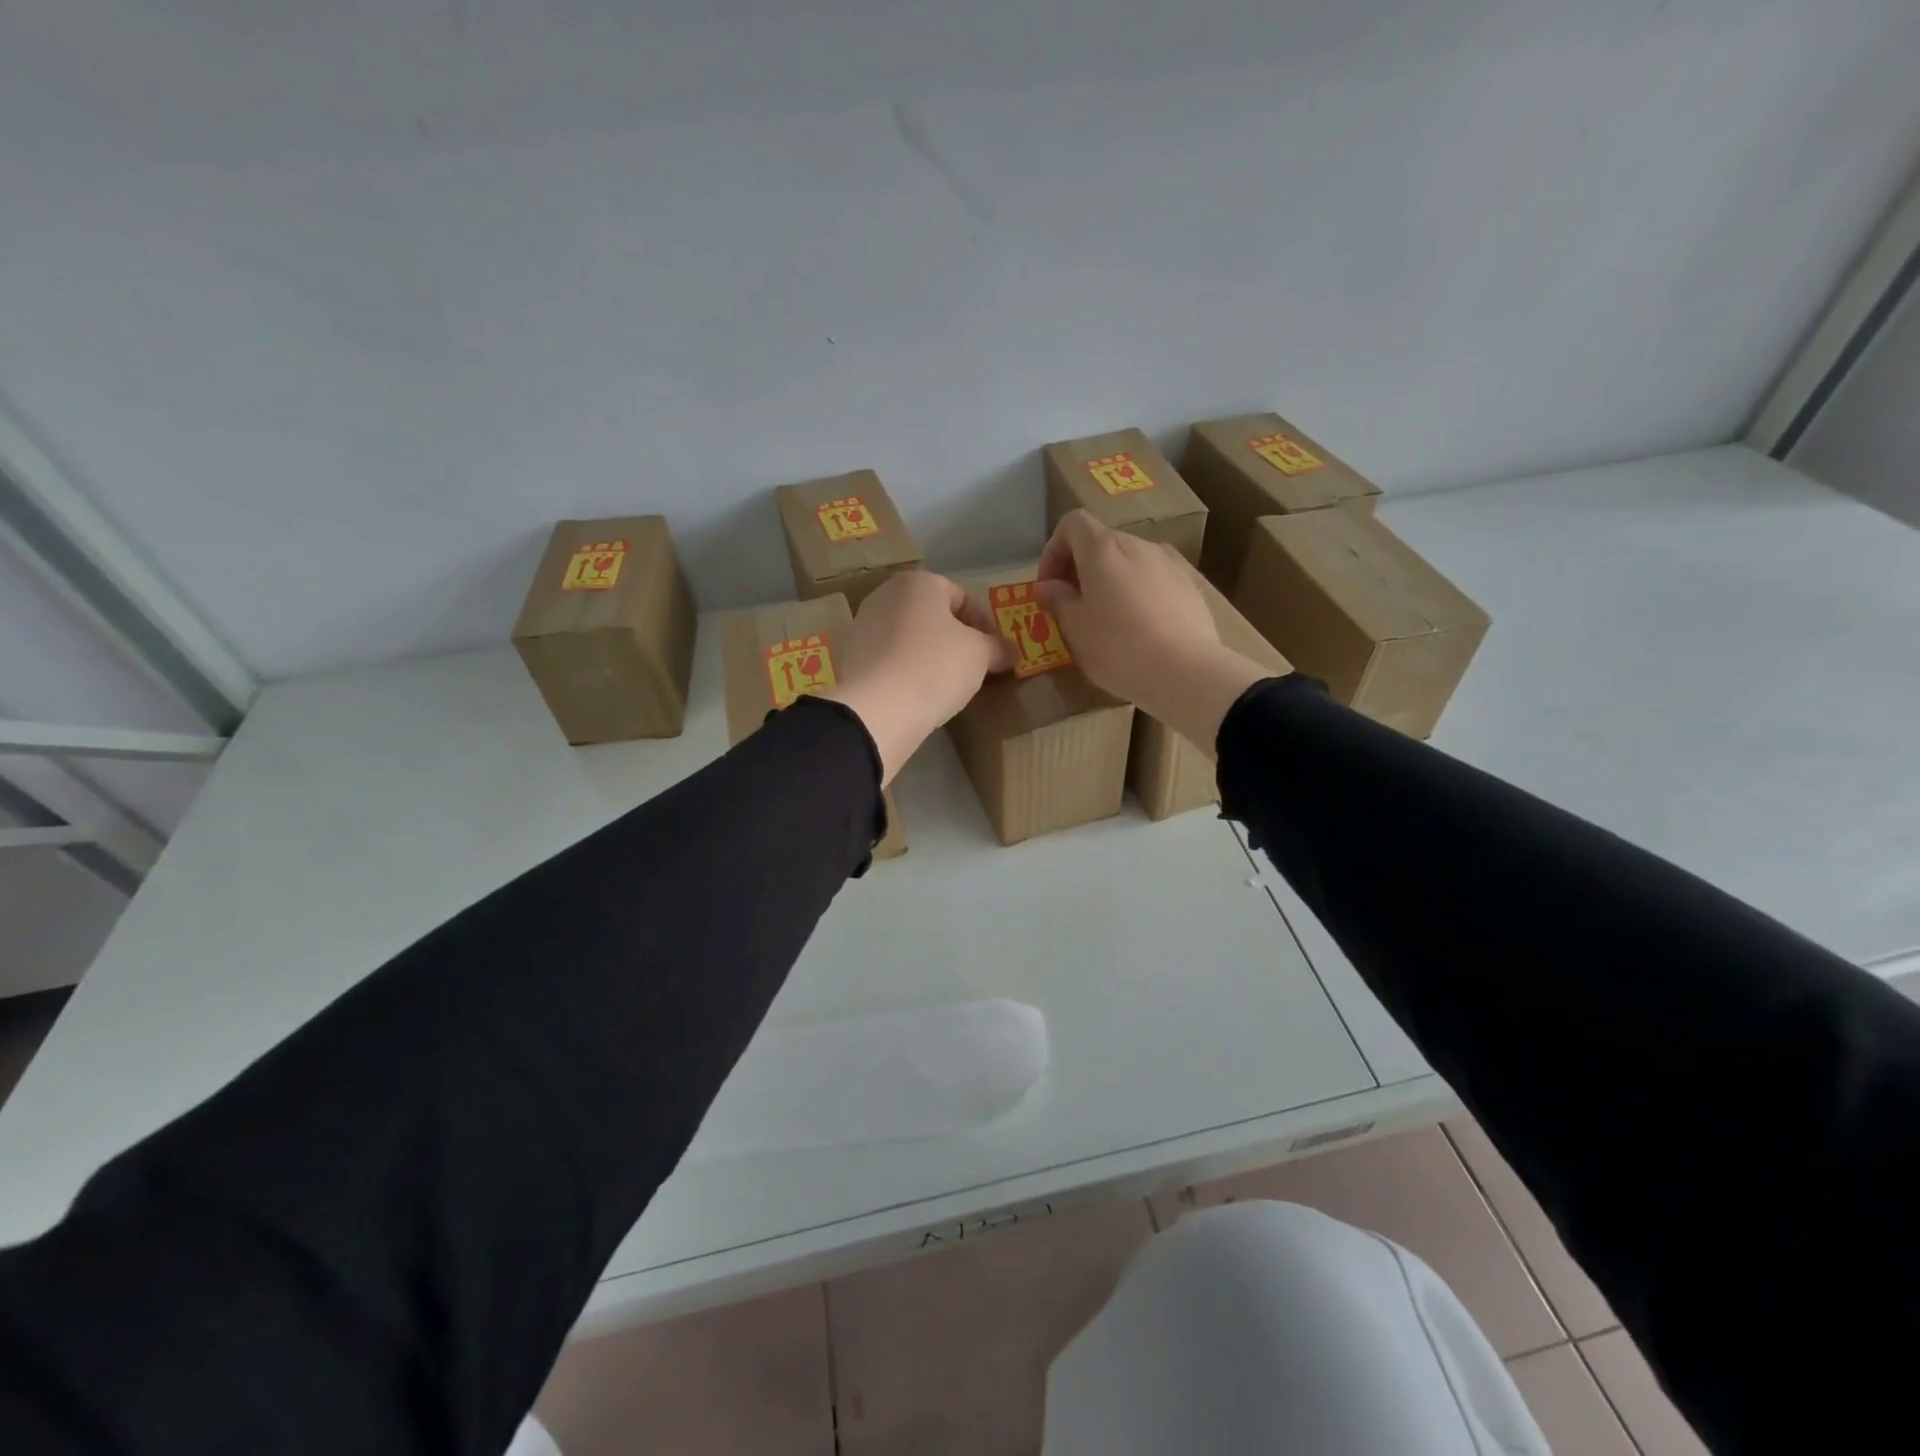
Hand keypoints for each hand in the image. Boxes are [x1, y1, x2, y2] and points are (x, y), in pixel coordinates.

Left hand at [823, 570, 1012, 783]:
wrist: (877, 710)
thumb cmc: (936, 667)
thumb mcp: (980, 655)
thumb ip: (998, 648)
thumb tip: (1010, 651)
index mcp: (918, 582)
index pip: (963, 597)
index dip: (985, 625)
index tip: (995, 654)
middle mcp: (885, 595)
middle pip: (932, 615)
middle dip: (955, 639)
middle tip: (973, 669)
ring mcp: (862, 626)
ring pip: (909, 638)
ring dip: (930, 656)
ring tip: (946, 685)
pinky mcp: (850, 658)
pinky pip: (889, 660)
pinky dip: (906, 672)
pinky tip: (918, 695)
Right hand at [1036, 511, 1284, 752]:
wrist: (1186, 672)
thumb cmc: (1118, 648)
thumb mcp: (1074, 628)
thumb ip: (1057, 600)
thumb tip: (1047, 586)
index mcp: (1104, 549)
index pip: (1072, 524)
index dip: (1053, 551)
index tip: (1049, 587)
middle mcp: (1138, 544)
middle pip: (1102, 542)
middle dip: (1081, 568)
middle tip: (1072, 607)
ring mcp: (1169, 563)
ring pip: (1130, 561)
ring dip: (1111, 581)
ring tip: (1107, 619)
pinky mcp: (1190, 585)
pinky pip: (1155, 579)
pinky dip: (1139, 593)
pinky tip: (1141, 628)